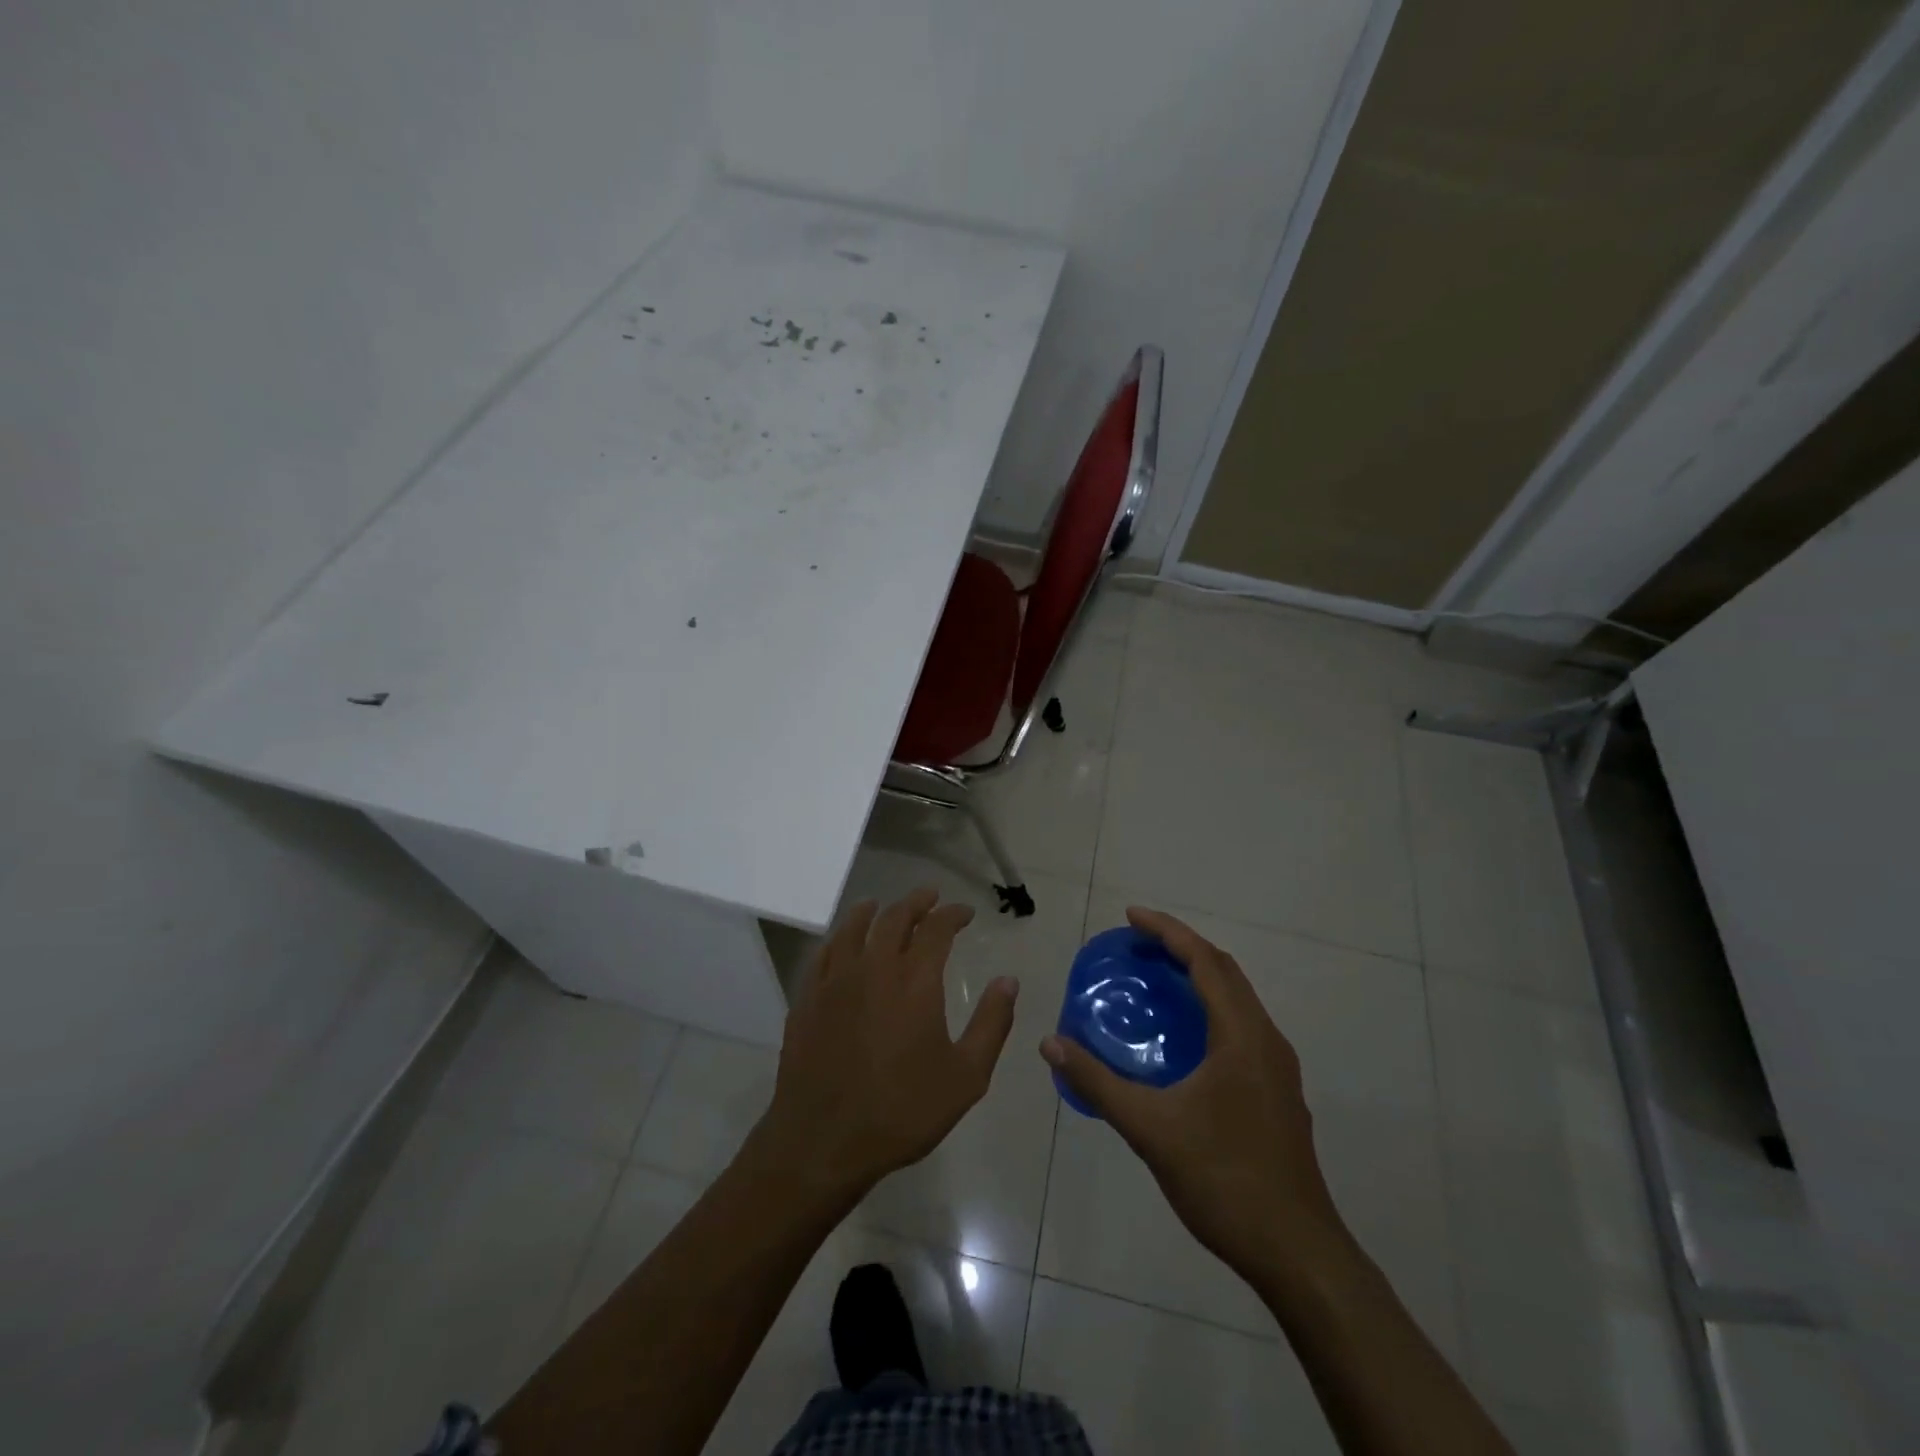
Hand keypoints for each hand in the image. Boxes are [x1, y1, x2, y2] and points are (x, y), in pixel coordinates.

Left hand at [754, 888, 1018, 1201]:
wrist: (823, 1142)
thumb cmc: (902, 1111)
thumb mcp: (965, 1077)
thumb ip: (991, 1024)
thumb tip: (1009, 981)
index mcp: (914, 981)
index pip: (936, 928)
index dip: (952, 914)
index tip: (965, 913)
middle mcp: (873, 968)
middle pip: (894, 918)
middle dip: (916, 902)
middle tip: (930, 896)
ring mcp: (834, 981)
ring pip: (853, 928)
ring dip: (873, 911)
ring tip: (882, 905)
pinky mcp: (807, 999)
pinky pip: (823, 953)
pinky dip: (839, 937)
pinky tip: (842, 943)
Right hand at [1041, 907, 1344, 1287]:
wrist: (1298, 1254)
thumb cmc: (1224, 1180)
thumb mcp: (1150, 1129)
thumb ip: (1098, 1083)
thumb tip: (1051, 1044)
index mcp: (1243, 1036)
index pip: (1205, 962)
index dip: (1168, 932)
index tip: (1130, 918)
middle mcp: (1266, 1040)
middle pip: (1225, 972)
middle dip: (1182, 948)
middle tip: (1137, 945)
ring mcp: (1277, 1069)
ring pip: (1238, 1001)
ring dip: (1199, 978)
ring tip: (1155, 981)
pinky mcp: (1278, 1093)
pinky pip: (1241, 1027)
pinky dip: (1209, 1010)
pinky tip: (1181, 1039)